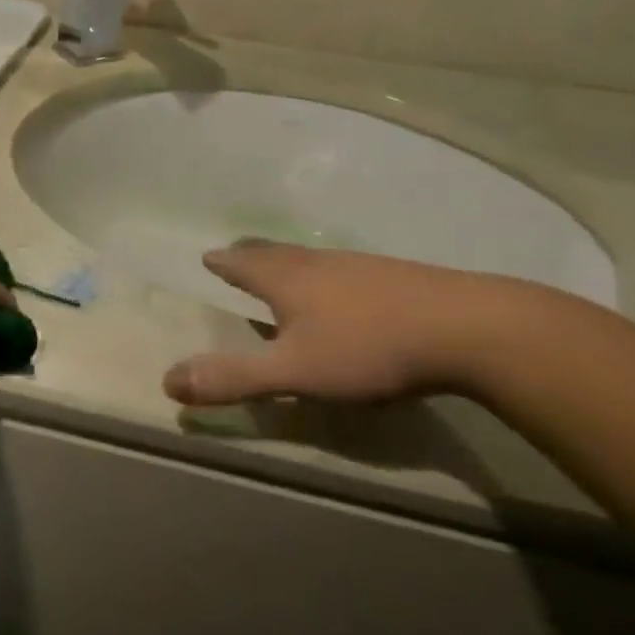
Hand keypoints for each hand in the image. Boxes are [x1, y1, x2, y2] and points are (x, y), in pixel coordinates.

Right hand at [162, 243, 529, 407]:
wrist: (467, 328)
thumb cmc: (367, 347)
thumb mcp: (293, 372)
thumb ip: (233, 378)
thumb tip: (167, 381)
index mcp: (286, 278)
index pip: (242, 264)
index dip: (222, 263)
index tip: (208, 257)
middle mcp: (317, 263)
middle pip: (274, 253)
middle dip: (251, 255)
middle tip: (236, 254)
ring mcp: (359, 266)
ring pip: (311, 259)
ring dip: (287, 262)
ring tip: (281, 270)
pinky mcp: (395, 277)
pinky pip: (343, 270)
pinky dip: (325, 275)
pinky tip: (343, 292)